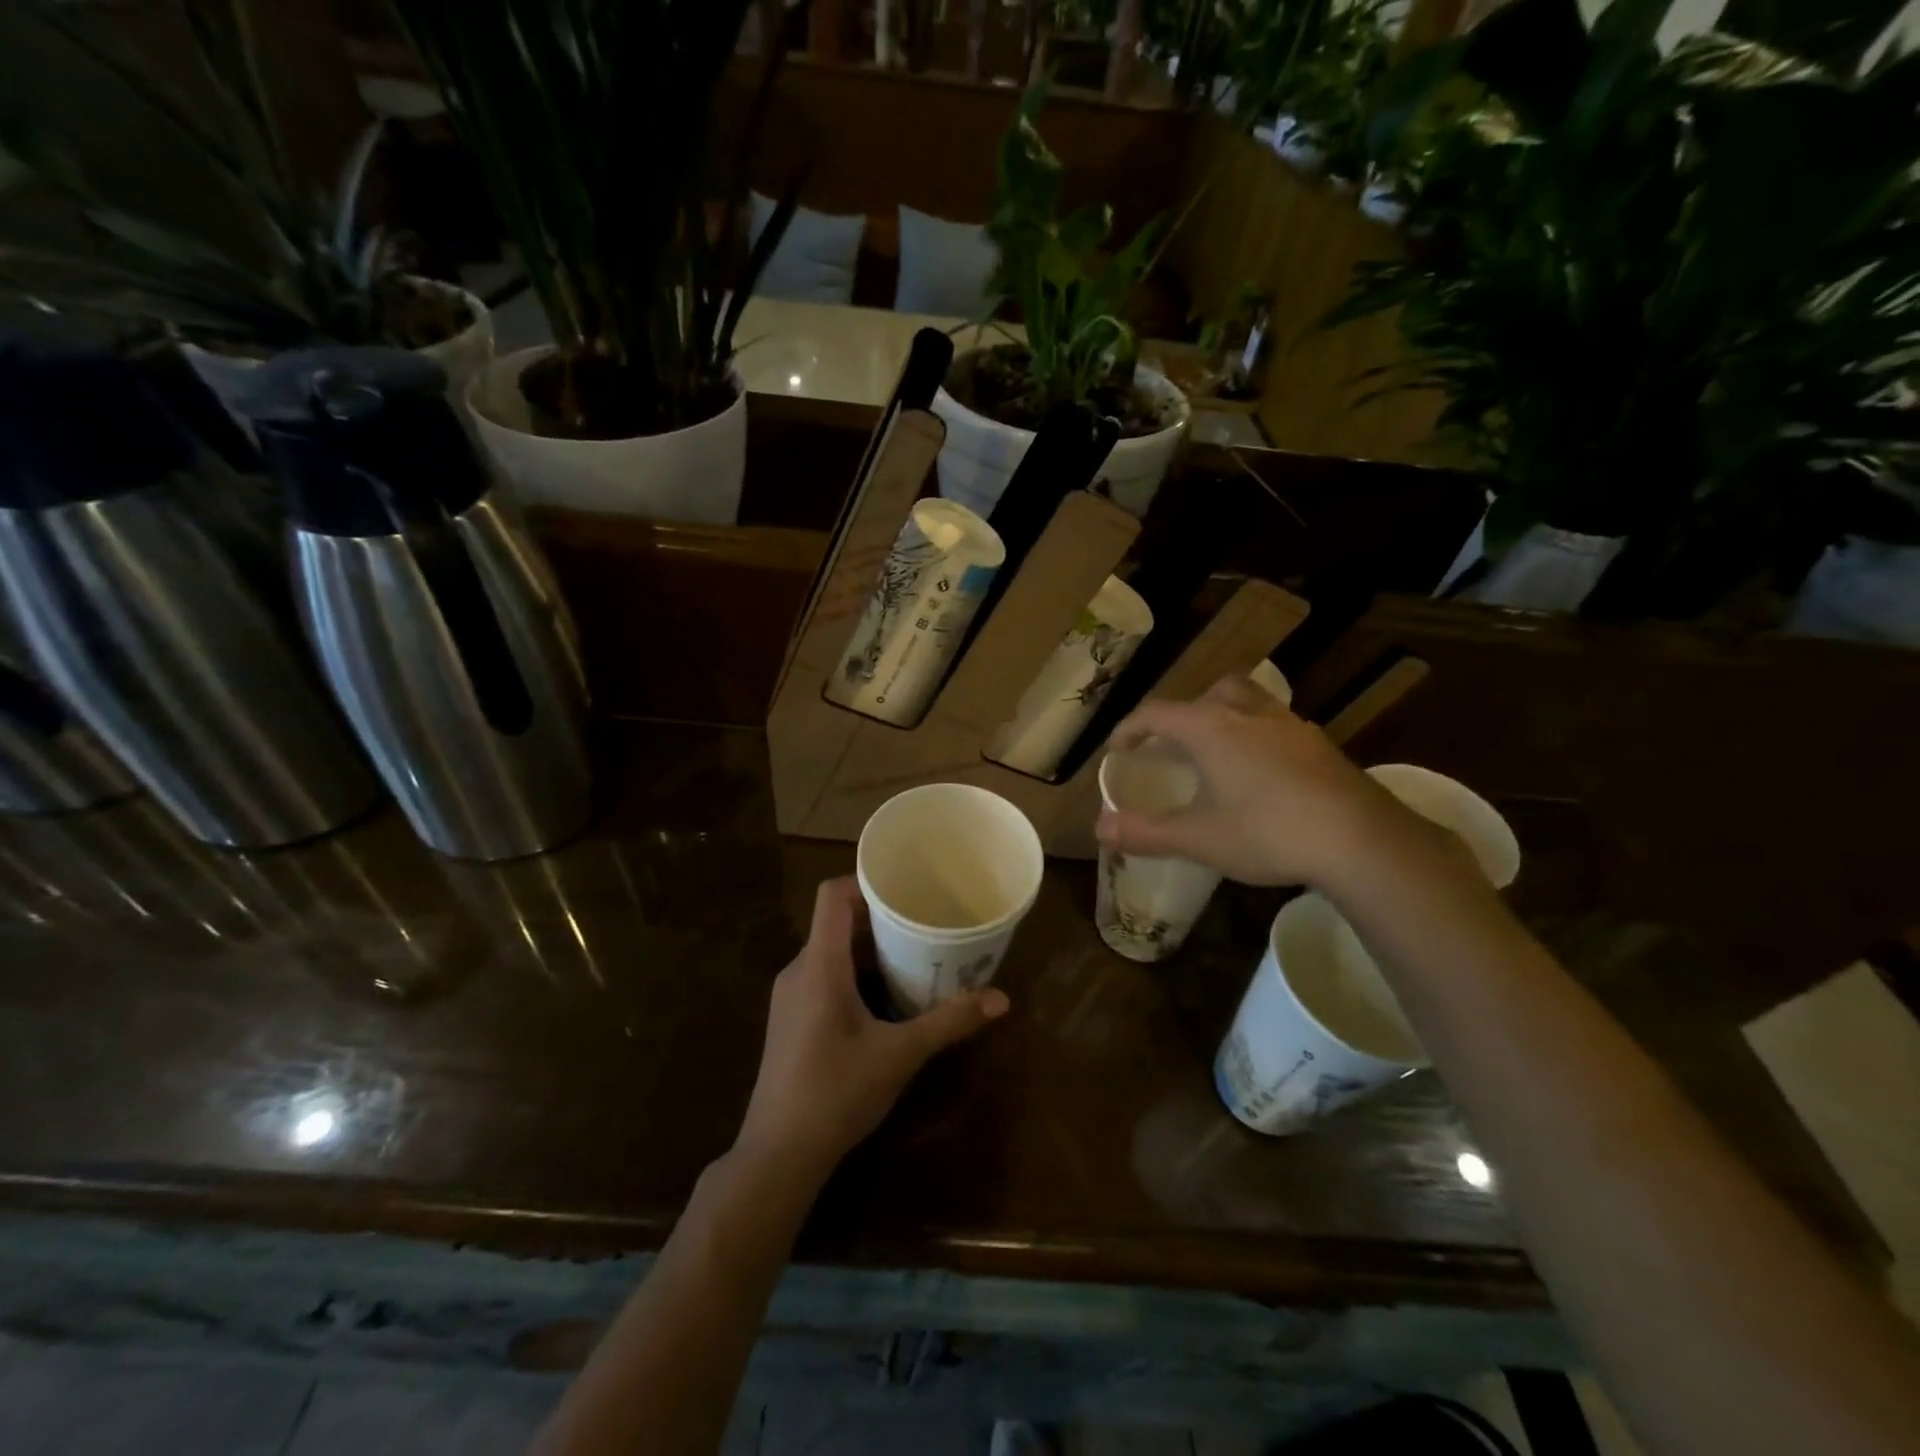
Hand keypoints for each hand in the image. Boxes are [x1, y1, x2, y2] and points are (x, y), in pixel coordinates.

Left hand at [735, 877, 1008, 1179]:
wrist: (777, 1156)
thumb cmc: (836, 1093)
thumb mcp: (900, 1055)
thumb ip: (949, 1021)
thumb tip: (1001, 999)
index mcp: (819, 965)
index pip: (832, 895)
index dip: (866, 882)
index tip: (906, 887)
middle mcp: (799, 970)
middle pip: (836, 922)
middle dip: (880, 918)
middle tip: (924, 921)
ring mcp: (791, 997)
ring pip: (831, 951)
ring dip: (870, 949)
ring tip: (913, 954)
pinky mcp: (791, 1020)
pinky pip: (824, 976)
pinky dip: (856, 973)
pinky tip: (886, 997)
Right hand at [1095, 675, 1411, 889]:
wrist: (1360, 839)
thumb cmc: (1267, 832)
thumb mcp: (1198, 838)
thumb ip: (1145, 832)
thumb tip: (1100, 830)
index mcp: (1210, 727)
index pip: (1156, 713)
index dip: (1130, 729)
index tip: (1117, 749)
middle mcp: (1247, 713)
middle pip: (1208, 693)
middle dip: (1183, 714)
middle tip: (1174, 745)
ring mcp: (1289, 724)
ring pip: (1247, 701)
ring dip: (1224, 717)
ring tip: (1218, 753)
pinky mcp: (1319, 743)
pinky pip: (1275, 724)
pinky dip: (1257, 736)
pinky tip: (1262, 774)